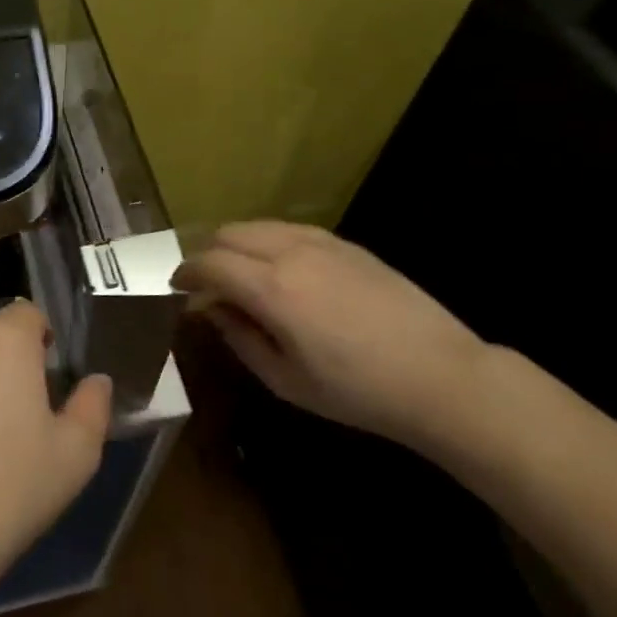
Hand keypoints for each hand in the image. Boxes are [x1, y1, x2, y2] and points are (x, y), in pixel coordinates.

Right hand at [172, 221, 492, 447]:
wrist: (439, 375)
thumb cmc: (356, 391)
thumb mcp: (286, 379)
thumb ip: (240, 338)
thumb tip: (212, 310)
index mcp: (271, 289)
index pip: (210, 263)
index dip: (186, 273)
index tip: (177, 288)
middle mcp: (290, 253)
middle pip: (229, 233)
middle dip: (207, 253)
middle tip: (205, 283)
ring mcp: (321, 242)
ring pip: (259, 225)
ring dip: (237, 244)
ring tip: (239, 274)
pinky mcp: (346, 243)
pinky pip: (290, 229)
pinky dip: (268, 241)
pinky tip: (278, 269)